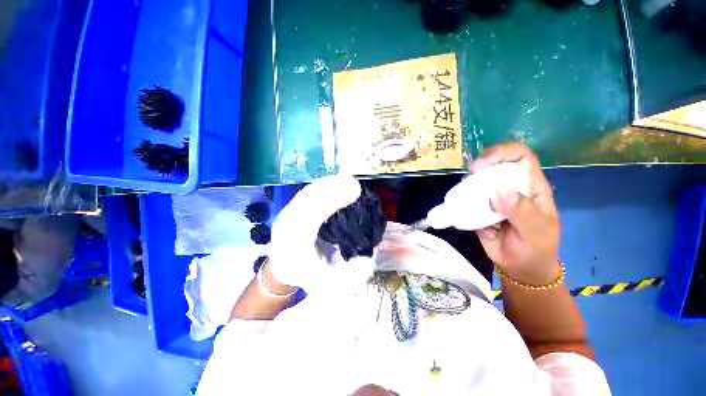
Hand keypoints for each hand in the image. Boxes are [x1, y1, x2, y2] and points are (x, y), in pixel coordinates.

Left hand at [267, 175, 361, 292]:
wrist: (283, 268)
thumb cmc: (307, 277)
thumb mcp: (328, 287)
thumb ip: (348, 277)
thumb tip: (366, 258)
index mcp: (293, 246)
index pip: (310, 217)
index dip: (331, 201)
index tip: (354, 191)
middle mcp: (286, 226)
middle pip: (307, 200)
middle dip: (331, 189)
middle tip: (354, 183)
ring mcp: (286, 214)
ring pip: (307, 194)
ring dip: (327, 185)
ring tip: (348, 180)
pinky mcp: (291, 208)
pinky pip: (306, 193)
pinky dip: (322, 186)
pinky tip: (335, 183)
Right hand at [470, 142, 560, 285]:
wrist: (520, 268)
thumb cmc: (536, 249)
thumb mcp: (536, 232)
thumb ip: (521, 211)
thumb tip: (498, 188)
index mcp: (531, 187)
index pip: (520, 156)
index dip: (501, 152)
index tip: (481, 165)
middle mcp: (511, 187)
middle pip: (494, 165)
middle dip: (479, 167)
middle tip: (468, 180)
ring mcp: (493, 198)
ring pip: (478, 181)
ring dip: (467, 185)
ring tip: (463, 198)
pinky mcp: (479, 208)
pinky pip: (468, 198)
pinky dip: (461, 200)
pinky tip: (458, 208)